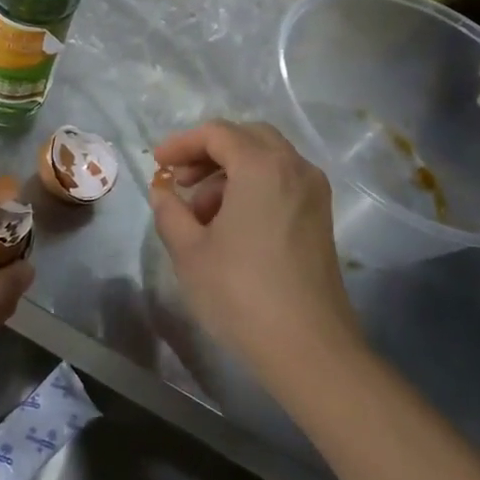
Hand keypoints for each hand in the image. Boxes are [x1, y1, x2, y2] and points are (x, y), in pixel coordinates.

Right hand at [150, 122, 361, 387]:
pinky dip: (253, 187)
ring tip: (200, 212)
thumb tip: (163, 191)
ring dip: (230, 172)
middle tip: (180, 180)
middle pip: (247, 138)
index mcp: (262, 167)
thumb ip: (170, 211)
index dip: (182, 143)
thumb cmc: (240, 292)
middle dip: (209, 152)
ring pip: (267, 159)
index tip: (158, 164)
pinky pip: (282, 182)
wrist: (307, 346)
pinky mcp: (321, 217)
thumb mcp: (189, 251)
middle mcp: (295, 168)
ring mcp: (314, 193)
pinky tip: (230, 224)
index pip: (218, 133)